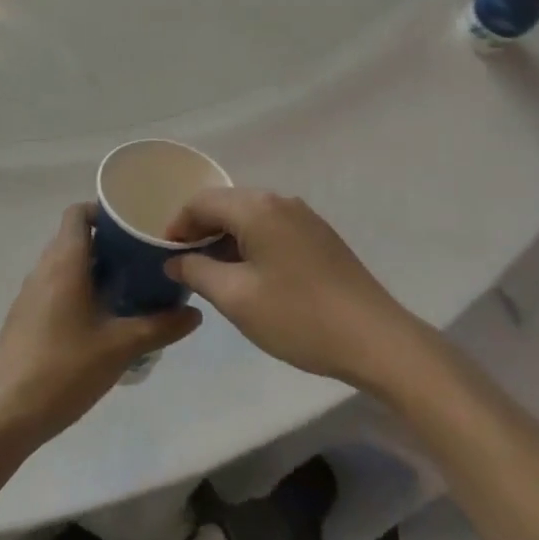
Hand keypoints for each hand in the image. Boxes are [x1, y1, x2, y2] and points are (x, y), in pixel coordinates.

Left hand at [0, 204, 200, 447]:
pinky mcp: (22, 319)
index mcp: (64, 263)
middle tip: (139, 259)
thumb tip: (195, 313)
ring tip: (124, 289)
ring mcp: (28, 295)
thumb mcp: (121, 348)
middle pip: (73, 238)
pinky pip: (52, 289)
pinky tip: (97, 322)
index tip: (131, 226)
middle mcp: (43, 270)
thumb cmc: (65, 369)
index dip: (102, 211)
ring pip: (63, 265)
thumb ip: (160, 327)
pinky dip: (75, 291)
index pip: (77, 213)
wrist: (6, 415)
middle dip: (106, 243)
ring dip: (91, 269)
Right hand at [164, 188, 420, 388]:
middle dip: (200, 231)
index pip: (201, 202)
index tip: (164, 256)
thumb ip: (197, 271)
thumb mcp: (237, 298)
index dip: (176, 226)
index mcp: (256, 207)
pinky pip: (272, 228)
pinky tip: (250, 277)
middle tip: (184, 266)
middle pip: (226, 204)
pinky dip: (251, 244)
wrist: (374, 338)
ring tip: (213, 275)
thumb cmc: (298, 317)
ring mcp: (304, 217)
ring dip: (226, 239)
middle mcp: (280, 201)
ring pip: (250, 217)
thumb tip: (175, 259)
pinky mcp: (319, 236)